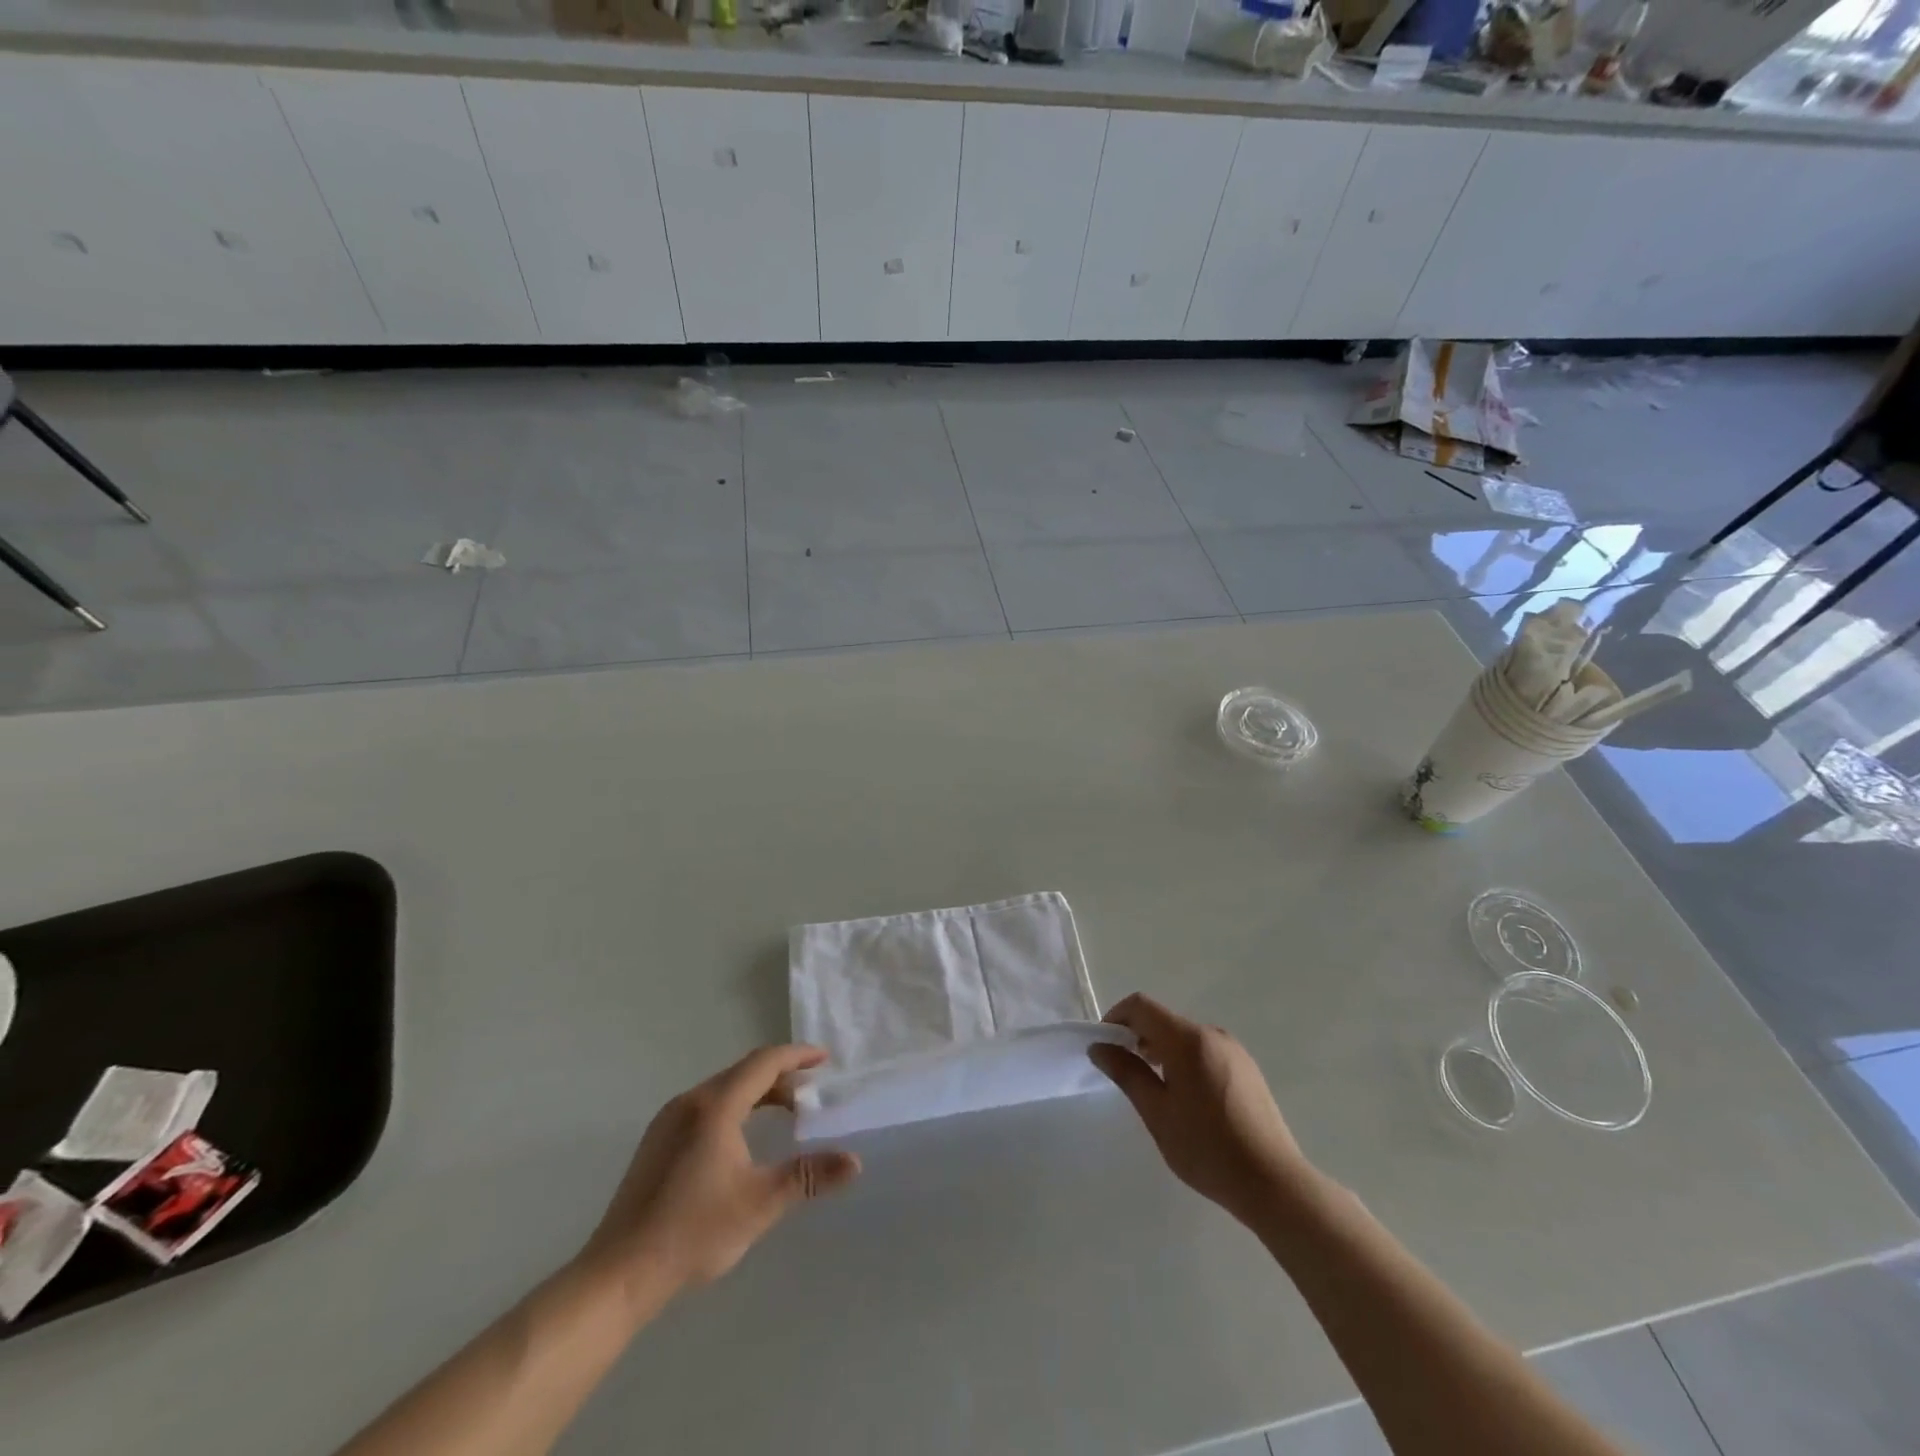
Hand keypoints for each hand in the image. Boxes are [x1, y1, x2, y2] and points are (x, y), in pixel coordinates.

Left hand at [582, 1045, 860, 1296]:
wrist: (619, 1275)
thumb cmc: (694, 1231)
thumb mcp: (760, 1202)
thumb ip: (808, 1176)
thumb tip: (854, 1162)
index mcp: (716, 1106)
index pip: (764, 1063)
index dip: (797, 1056)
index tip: (823, 1059)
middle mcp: (690, 1102)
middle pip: (743, 1072)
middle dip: (780, 1077)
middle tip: (810, 1093)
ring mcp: (668, 1121)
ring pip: (722, 1090)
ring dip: (757, 1093)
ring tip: (783, 1114)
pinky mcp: (656, 1143)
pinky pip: (704, 1107)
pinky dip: (734, 1108)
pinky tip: (741, 1139)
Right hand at [1090, 994, 1311, 1226]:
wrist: (1274, 1183)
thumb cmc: (1208, 1149)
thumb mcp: (1157, 1113)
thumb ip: (1126, 1073)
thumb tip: (1099, 1047)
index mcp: (1188, 1039)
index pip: (1141, 1006)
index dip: (1116, 1017)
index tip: (1104, 1045)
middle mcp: (1212, 1034)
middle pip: (1164, 1019)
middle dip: (1137, 1036)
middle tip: (1123, 1071)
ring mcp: (1234, 1050)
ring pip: (1184, 1036)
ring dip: (1161, 1049)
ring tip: (1153, 1087)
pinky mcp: (1247, 1068)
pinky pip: (1205, 1050)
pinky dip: (1184, 1059)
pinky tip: (1186, 1098)